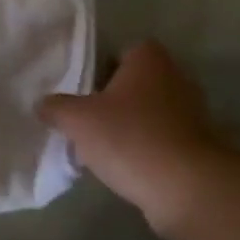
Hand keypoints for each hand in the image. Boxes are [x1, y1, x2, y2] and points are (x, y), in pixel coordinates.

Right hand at [40, 41, 224, 231]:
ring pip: (148, 112)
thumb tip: (41, 103)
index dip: (97, 70)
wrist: (186, 187)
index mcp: (148, 57)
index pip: (118, 52)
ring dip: (129, 127)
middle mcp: (175, 75)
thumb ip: (56, 107)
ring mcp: (192, 110)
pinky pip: (162, 138)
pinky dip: (146, 148)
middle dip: (112, 100)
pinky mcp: (198, 143)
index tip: (80, 94)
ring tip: (102, 148)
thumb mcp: (78, 120)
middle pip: (133, 83)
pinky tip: (126, 167)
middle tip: (85, 121)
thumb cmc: (129, 138)